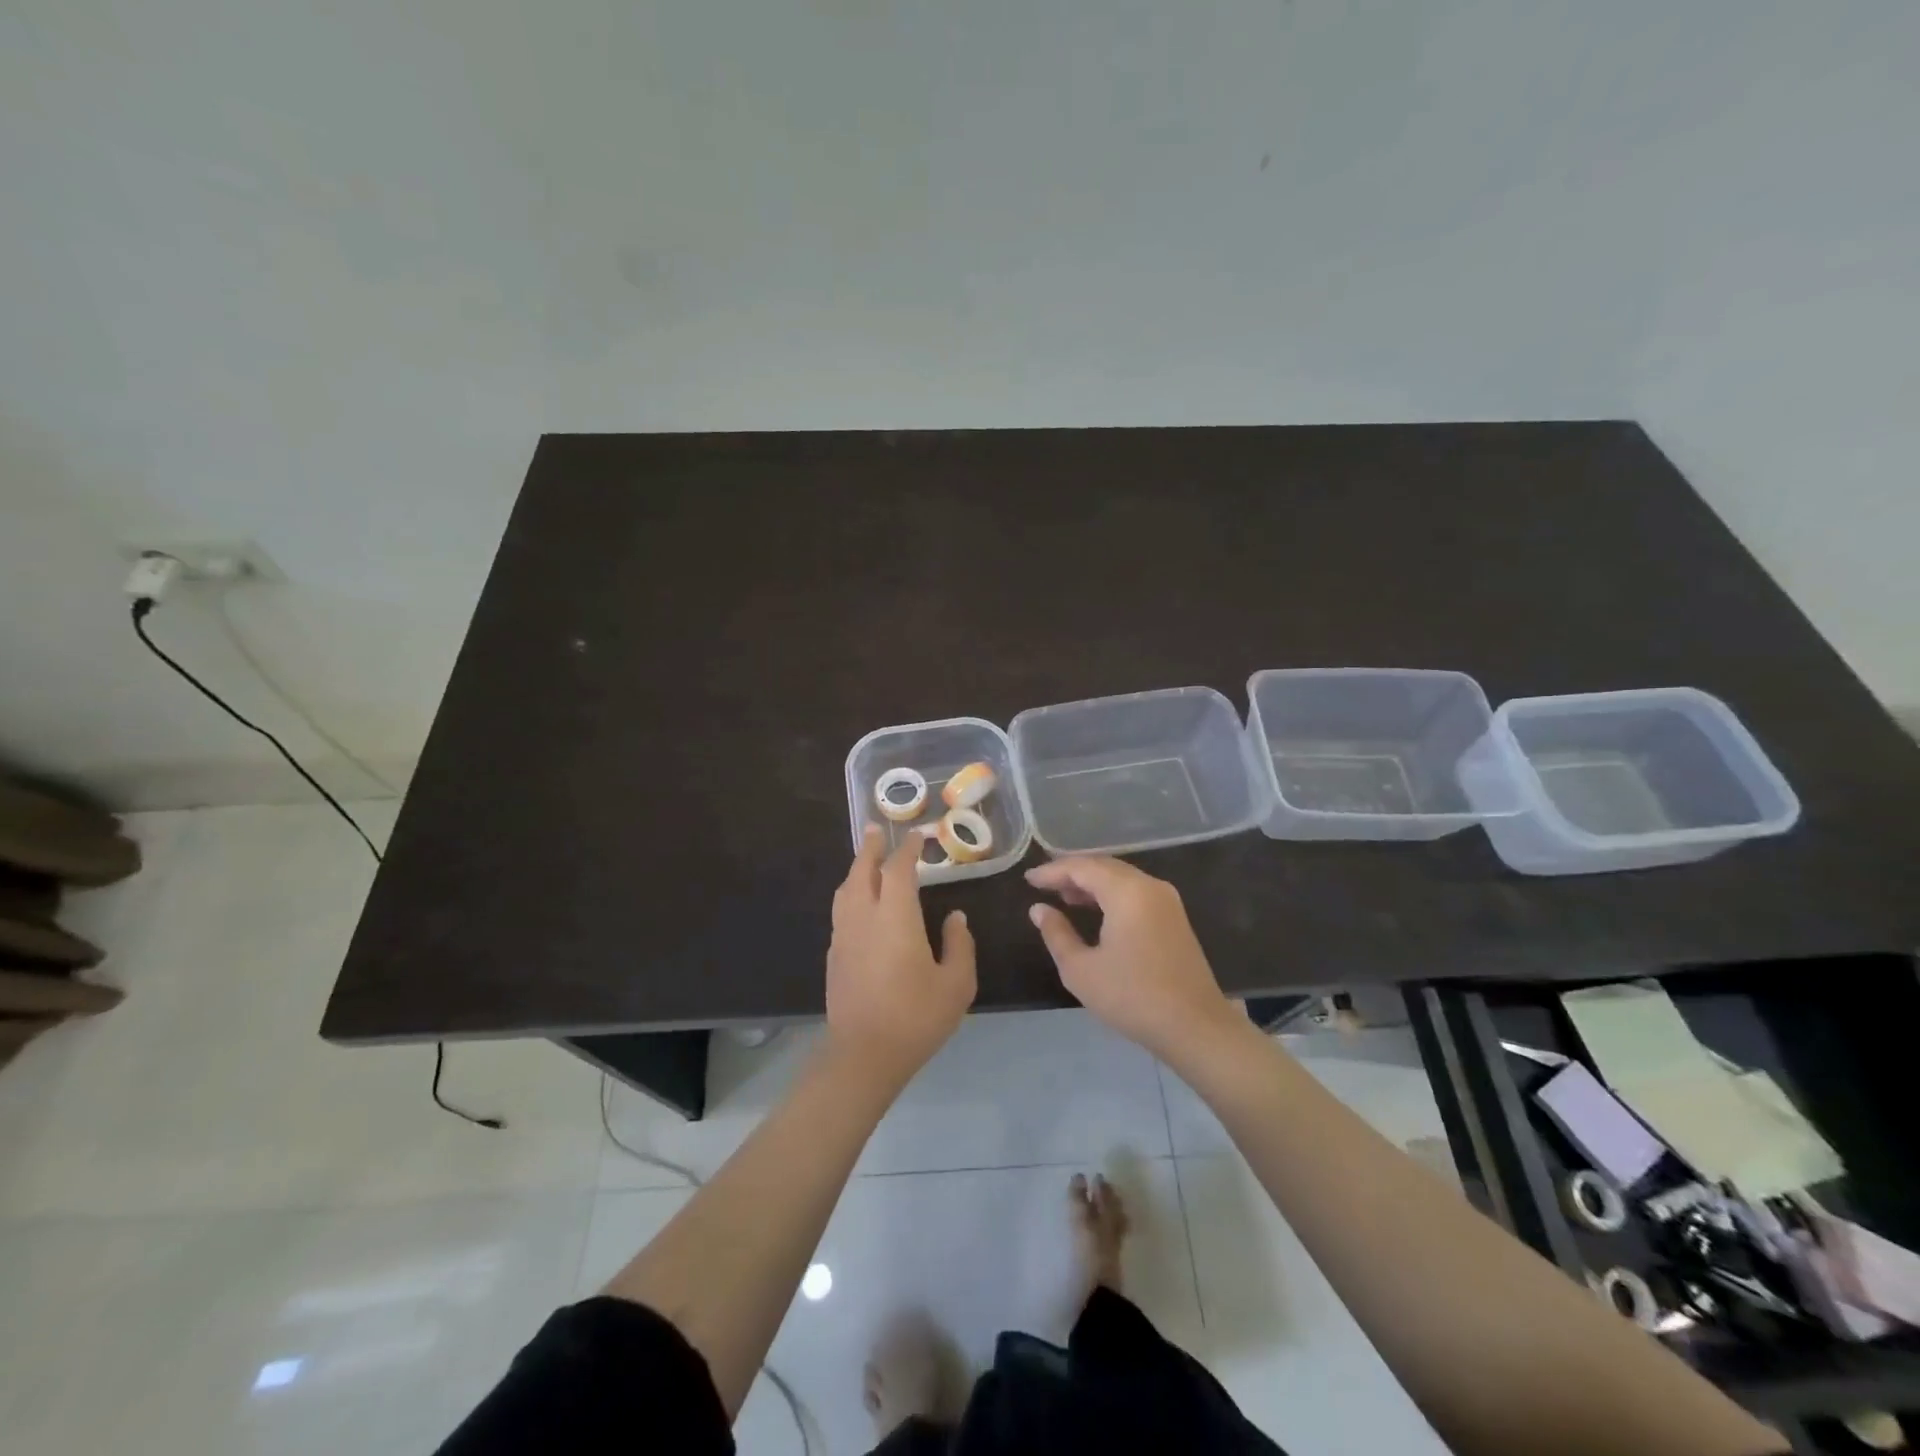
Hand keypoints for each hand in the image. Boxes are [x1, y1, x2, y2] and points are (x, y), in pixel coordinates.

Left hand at [826, 826, 976, 1086]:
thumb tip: (955, 917)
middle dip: (871, 848)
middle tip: (878, 830)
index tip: (918, 836)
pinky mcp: (834, 955)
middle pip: (862, 870)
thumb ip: (959, 944)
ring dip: (857, 868)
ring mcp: (844, 936)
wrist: (864, 1055)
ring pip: (846, 889)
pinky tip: (859, 902)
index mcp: (895, 918)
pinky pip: (841, 910)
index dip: (908, 850)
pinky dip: (850, 893)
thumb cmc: (916, 1017)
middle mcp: (864, 917)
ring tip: (867, 859)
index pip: (898, 870)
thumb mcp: (956, 984)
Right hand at [1027, 857, 1242, 1061]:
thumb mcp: (1081, 970)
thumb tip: (1039, 909)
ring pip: (1121, 878)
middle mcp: (1149, 886)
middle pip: (1104, 866)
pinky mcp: (1174, 917)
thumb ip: (1056, 933)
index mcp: (1127, 892)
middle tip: (1043, 884)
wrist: (1195, 1027)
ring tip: (1064, 897)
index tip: (1028, 879)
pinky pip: (1135, 892)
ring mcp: (1166, 900)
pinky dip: (1111, 894)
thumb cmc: (1132, 997)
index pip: (1082, 867)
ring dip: (1092, 883)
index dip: (1052, 871)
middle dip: (1072, 873)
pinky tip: (1096, 910)